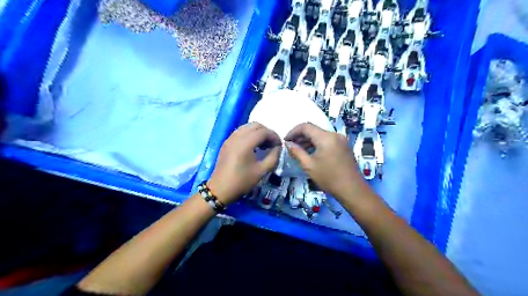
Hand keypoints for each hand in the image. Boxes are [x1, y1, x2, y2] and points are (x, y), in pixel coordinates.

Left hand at [209, 121, 281, 203]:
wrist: (220, 189)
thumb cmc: (242, 181)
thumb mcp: (262, 171)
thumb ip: (273, 157)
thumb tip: (278, 147)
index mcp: (245, 143)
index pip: (263, 131)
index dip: (274, 136)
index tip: (279, 146)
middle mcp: (237, 137)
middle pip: (255, 125)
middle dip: (266, 132)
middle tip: (272, 144)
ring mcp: (230, 139)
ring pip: (247, 127)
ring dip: (258, 133)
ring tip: (263, 145)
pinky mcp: (227, 143)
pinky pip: (240, 132)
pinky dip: (249, 135)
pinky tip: (253, 147)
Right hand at [284, 123, 370, 202]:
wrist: (352, 189)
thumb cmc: (329, 178)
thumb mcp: (309, 165)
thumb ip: (297, 152)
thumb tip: (288, 144)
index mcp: (326, 137)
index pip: (306, 126)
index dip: (293, 131)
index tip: (285, 140)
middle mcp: (334, 134)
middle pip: (313, 130)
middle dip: (300, 136)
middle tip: (290, 146)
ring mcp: (341, 140)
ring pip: (320, 135)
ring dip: (308, 140)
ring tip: (298, 150)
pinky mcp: (344, 146)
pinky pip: (327, 140)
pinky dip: (317, 144)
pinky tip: (310, 152)